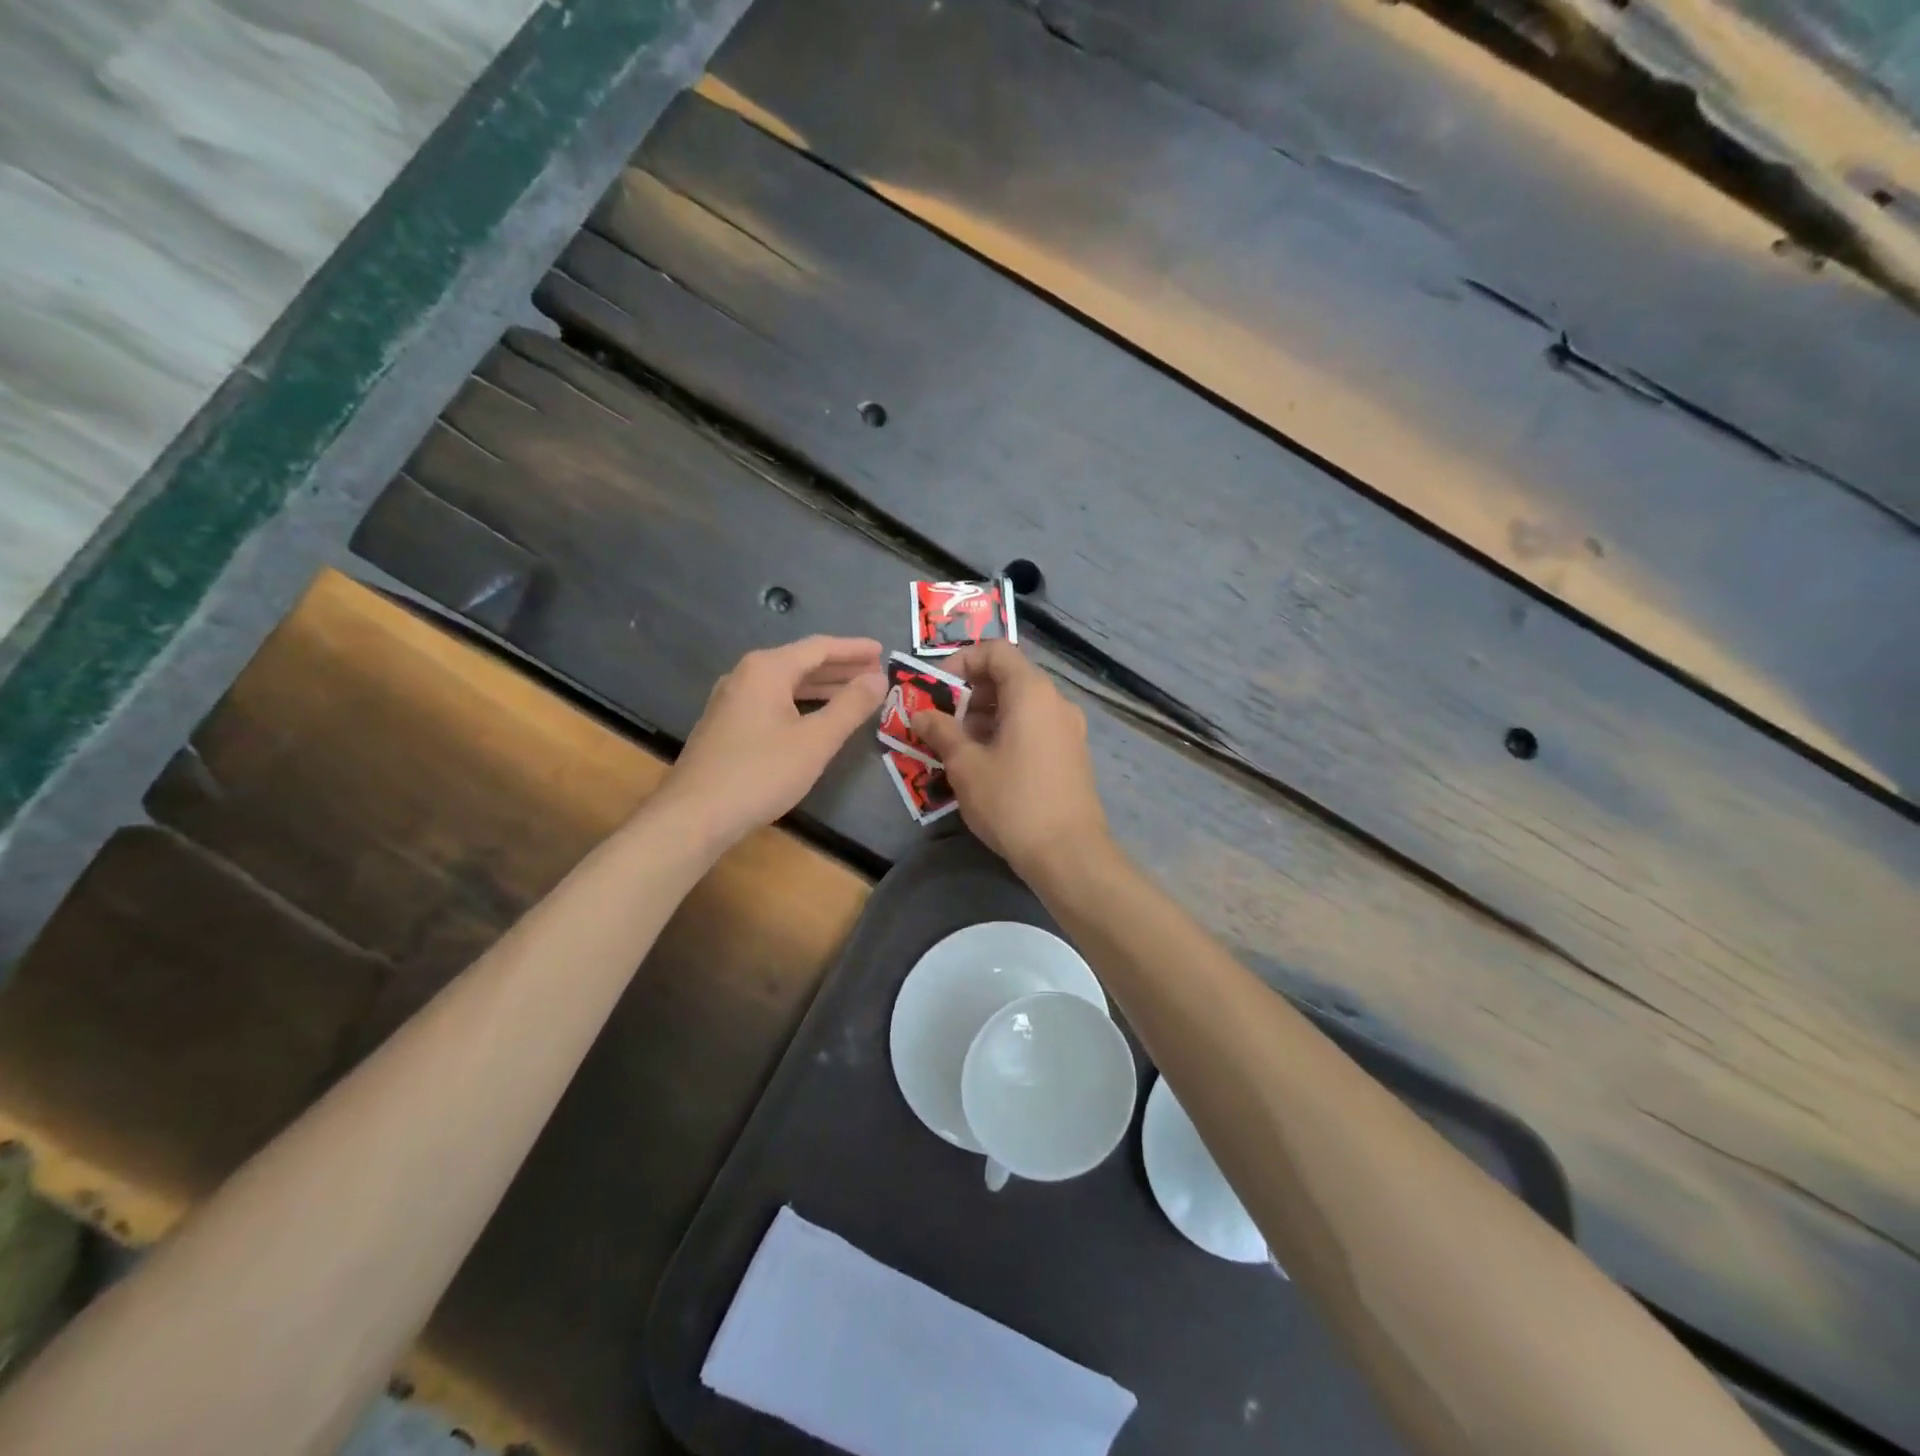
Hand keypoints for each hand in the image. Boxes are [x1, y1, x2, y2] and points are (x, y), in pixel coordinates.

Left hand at [660, 636, 885, 850]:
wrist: (695, 815)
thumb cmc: (761, 772)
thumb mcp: (816, 740)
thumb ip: (850, 706)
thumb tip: (878, 679)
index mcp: (767, 669)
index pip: (819, 647)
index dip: (854, 649)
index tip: (883, 652)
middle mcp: (745, 675)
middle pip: (801, 662)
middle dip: (840, 668)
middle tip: (875, 675)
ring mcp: (731, 700)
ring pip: (785, 684)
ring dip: (822, 687)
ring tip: (854, 694)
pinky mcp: (726, 725)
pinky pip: (772, 702)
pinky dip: (800, 703)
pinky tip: (816, 718)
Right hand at [911, 640, 1109, 877]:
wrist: (1069, 854)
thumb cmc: (1013, 802)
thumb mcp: (966, 766)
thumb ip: (941, 732)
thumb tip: (920, 714)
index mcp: (1031, 692)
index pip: (995, 651)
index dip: (961, 662)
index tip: (936, 690)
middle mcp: (1056, 701)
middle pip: (1008, 677)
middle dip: (969, 694)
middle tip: (941, 722)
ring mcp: (1068, 728)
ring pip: (1021, 705)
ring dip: (985, 717)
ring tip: (957, 748)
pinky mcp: (1072, 753)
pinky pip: (1034, 727)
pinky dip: (1007, 732)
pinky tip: (986, 765)